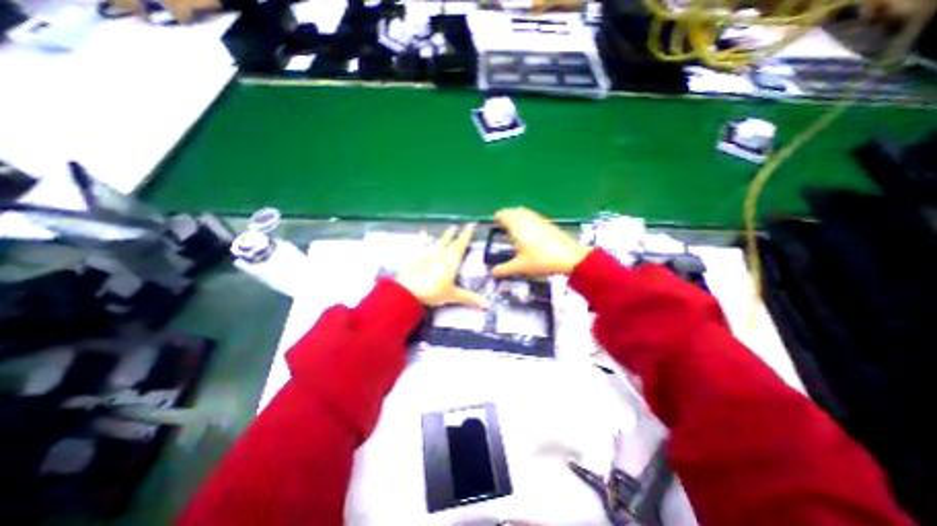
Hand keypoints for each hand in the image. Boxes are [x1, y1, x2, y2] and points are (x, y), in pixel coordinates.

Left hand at [393, 225, 490, 308]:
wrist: (409, 290)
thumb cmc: (434, 291)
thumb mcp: (453, 295)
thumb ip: (470, 298)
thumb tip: (488, 305)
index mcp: (452, 260)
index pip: (462, 244)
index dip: (467, 234)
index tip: (471, 224)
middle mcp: (442, 253)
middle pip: (451, 241)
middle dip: (457, 233)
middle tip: (460, 226)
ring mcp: (428, 253)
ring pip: (439, 241)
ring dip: (445, 235)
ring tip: (450, 228)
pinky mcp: (417, 256)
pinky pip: (421, 244)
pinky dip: (423, 237)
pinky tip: (423, 231)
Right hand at [492, 205, 590, 276]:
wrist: (570, 257)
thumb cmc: (541, 260)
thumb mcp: (520, 267)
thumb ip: (504, 269)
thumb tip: (493, 273)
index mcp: (516, 227)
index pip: (503, 215)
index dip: (497, 218)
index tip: (494, 224)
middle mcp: (526, 219)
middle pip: (513, 211)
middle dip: (506, 216)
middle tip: (502, 226)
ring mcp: (538, 220)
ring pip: (524, 212)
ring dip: (517, 216)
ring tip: (514, 227)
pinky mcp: (548, 223)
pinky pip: (533, 216)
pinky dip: (527, 219)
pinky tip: (529, 231)